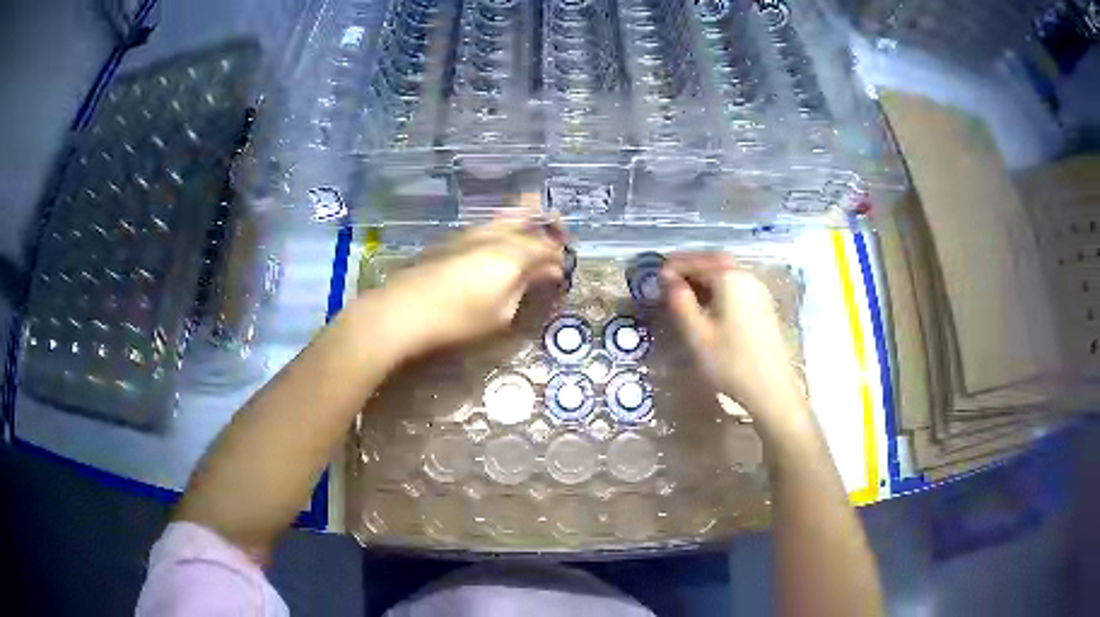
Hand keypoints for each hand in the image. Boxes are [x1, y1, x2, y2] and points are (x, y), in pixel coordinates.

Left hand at [359, 215, 566, 359]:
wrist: (404, 309)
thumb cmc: (458, 318)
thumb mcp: (501, 312)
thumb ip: (525, 287)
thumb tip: (546, 273)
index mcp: (513, 253)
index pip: (546, 248)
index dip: (558, 258)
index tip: (562, 272)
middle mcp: (495, 234)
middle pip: (528, 219)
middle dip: (547, 223)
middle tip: (559, 232)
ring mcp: (471, 232)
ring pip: (505, 218)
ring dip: (524, 222)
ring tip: (532, 234)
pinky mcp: (452, 239)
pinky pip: (488, 226)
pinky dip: (503, 229)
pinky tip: (500, 244)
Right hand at [663, 252, 810, 433]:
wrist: (772, 389)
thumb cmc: (730, 362)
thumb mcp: (696, 334)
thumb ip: (680, 301)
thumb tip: (667, 277)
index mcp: (729, 278)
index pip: (696, 261)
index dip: (674, 265)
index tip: (655, 274)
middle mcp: (746, 277)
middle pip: (715, 261)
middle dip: (691, 265)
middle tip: (669, 277)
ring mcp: (758, 291)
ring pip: (727, 273)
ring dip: (705, 276)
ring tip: (685, 291)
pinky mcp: (764, 306)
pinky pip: (736, 286)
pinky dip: (719, 287)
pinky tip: (709, 304)